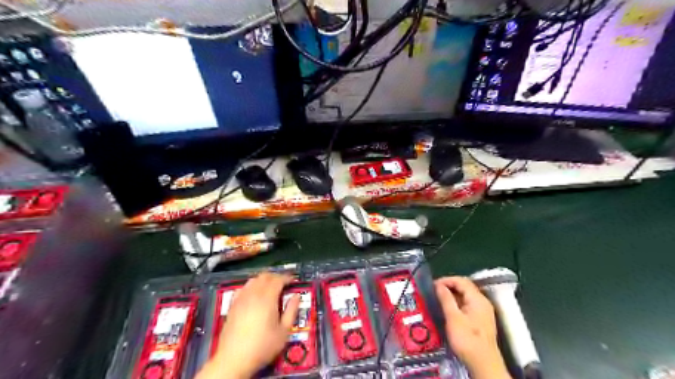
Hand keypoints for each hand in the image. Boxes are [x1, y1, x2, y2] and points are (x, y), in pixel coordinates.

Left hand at [197, 272, 298, 377]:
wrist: (233, 360)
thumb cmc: (262, 346)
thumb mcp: (283, 331)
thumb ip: (291, 311)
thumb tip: (296, 296)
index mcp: (267, 298)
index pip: (278, 279)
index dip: (287, 278)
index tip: (293, 281)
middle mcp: (253, 294)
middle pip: (265, 276)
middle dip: (276, 277)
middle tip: (284, 283)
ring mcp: (241, 299)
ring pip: (253, 280)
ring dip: (264, 280)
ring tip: (271, 287)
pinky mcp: (232, 305)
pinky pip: (243, 288)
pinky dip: (251, 286)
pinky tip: (254, 294)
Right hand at [435, 276, 509, 378]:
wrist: (483, 364)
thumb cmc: (467, 340)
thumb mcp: (453, 318)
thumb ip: (446, 299)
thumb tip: (439, 286)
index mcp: (477, 299)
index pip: (461, 281)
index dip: (446, 280)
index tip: (433, 285)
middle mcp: (482, 302)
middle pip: (464, 287)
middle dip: (448, 286)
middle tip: (434, 291)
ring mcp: (483, 312)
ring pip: (465, 296)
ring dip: (452, 295)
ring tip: (438, 299)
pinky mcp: (481, 320)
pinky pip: (467, 305)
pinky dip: (456, 303)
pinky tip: (447, 310)